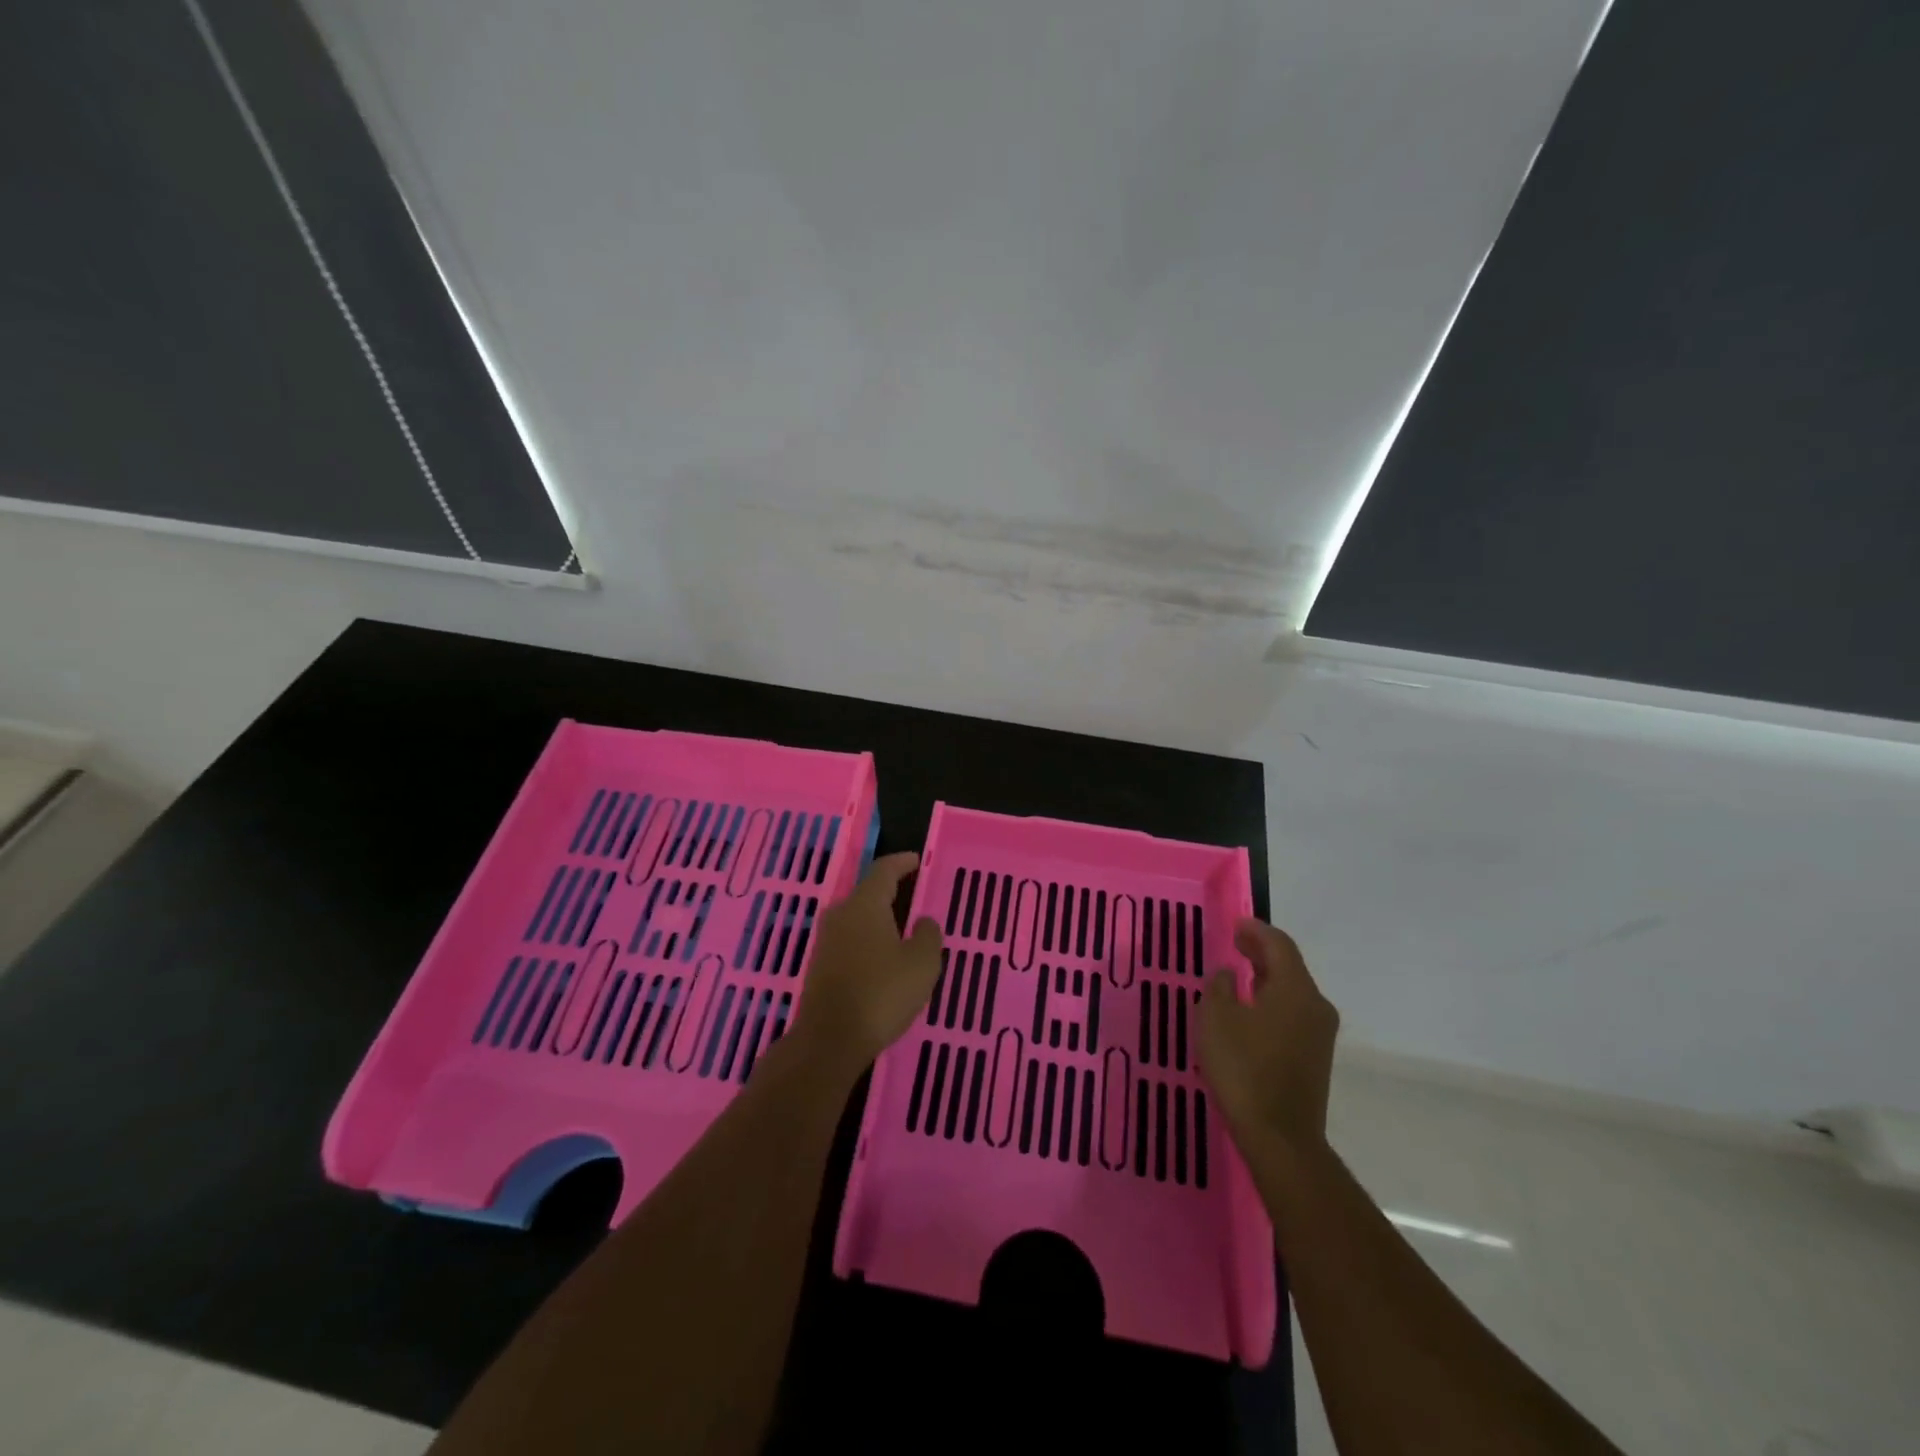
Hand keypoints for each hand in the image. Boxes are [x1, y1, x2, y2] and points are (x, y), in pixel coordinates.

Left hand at [789, 853, 942, 1073]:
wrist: (830, 1039)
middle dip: (890, 891)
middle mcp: (841, 914)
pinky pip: (849, 940)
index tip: (917, 861)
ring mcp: (826, 940)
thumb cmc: (882, 993)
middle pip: (867, 892)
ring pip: (857, 917)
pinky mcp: (820, 965)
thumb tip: (923, 921)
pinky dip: (867, 940)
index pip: (884, 870)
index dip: (902, 863)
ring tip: (901, 927)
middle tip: (913, 894)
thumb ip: (927, 935)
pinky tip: (881, 956)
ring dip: (878, 918)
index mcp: (865, 904)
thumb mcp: (921, 964)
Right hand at [1197, 919, 1338, 1150]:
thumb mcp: (1216, 1019)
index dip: (1257, 930)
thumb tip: (1228, 974)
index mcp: (1296, 990)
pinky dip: (1272, 1001)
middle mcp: (1315, 1006)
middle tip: (1236, 942)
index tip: (1236, 924)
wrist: (1280, 1137)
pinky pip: (1293, 1014)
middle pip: (1290, 967)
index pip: (1279, 945)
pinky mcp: (1315, 1057)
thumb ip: (1220, 987)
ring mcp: (1319, 1034)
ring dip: (1267, 977)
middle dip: (1262, 952)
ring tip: (1240, 973)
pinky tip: (1251, 1010)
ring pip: (1292, 992)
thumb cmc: (1244, 1068)